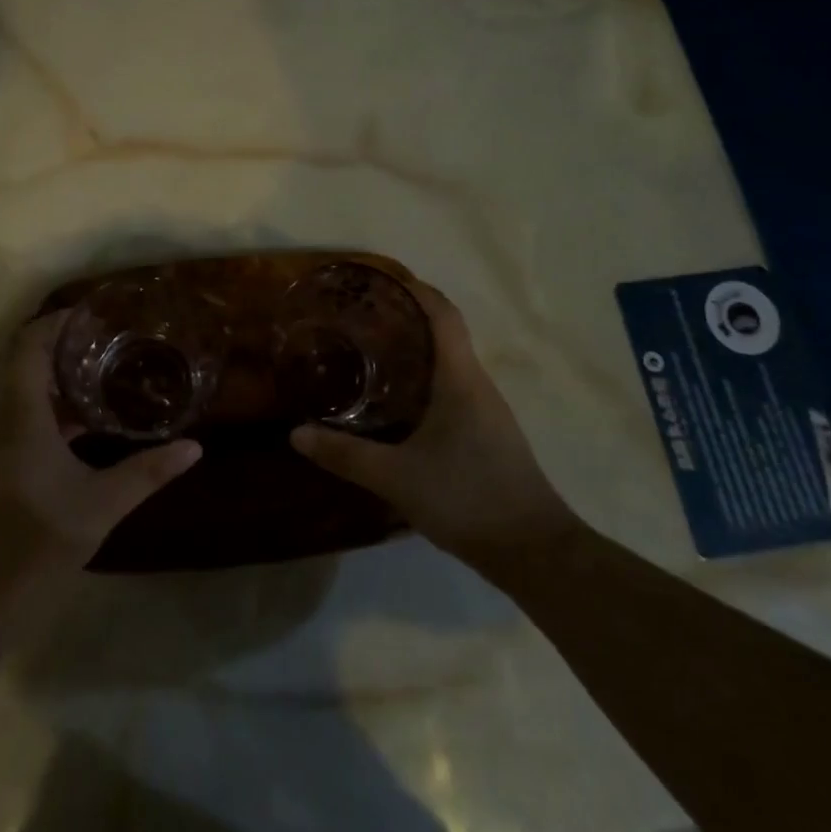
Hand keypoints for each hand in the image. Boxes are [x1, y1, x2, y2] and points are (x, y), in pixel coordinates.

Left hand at [0, 311, 200, 577]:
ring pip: (28, 394)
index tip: (96, 316)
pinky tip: (92, 427)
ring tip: (112, 376)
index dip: (58, 322)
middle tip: (117, 344)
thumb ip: (148, 471)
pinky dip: (58, 412)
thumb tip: (194, 446)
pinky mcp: (0, 467)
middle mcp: (3, 419)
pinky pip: (28, 420)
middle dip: (69, 349)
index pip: (30, 345)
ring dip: (65, 381)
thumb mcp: (101, 504)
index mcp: (22, 414)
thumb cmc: (35, 541)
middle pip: (29, 364)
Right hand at [290, 282, 578, 574]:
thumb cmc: (467, 497)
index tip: (382, 281)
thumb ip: (345, 455)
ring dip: (415, 351)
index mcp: (460, 379)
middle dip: (405, 319)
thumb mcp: (397, 477)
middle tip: (360, 320)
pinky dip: (423, 382)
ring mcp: (487, 411)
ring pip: (448, 364)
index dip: (416, 290)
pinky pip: (452, 390)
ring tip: (370, 356)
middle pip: (445, 334)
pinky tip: (397, 405)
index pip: (443, 314)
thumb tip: (297, 433)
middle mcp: (477, 385)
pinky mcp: (487, 434)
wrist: (533, 550)